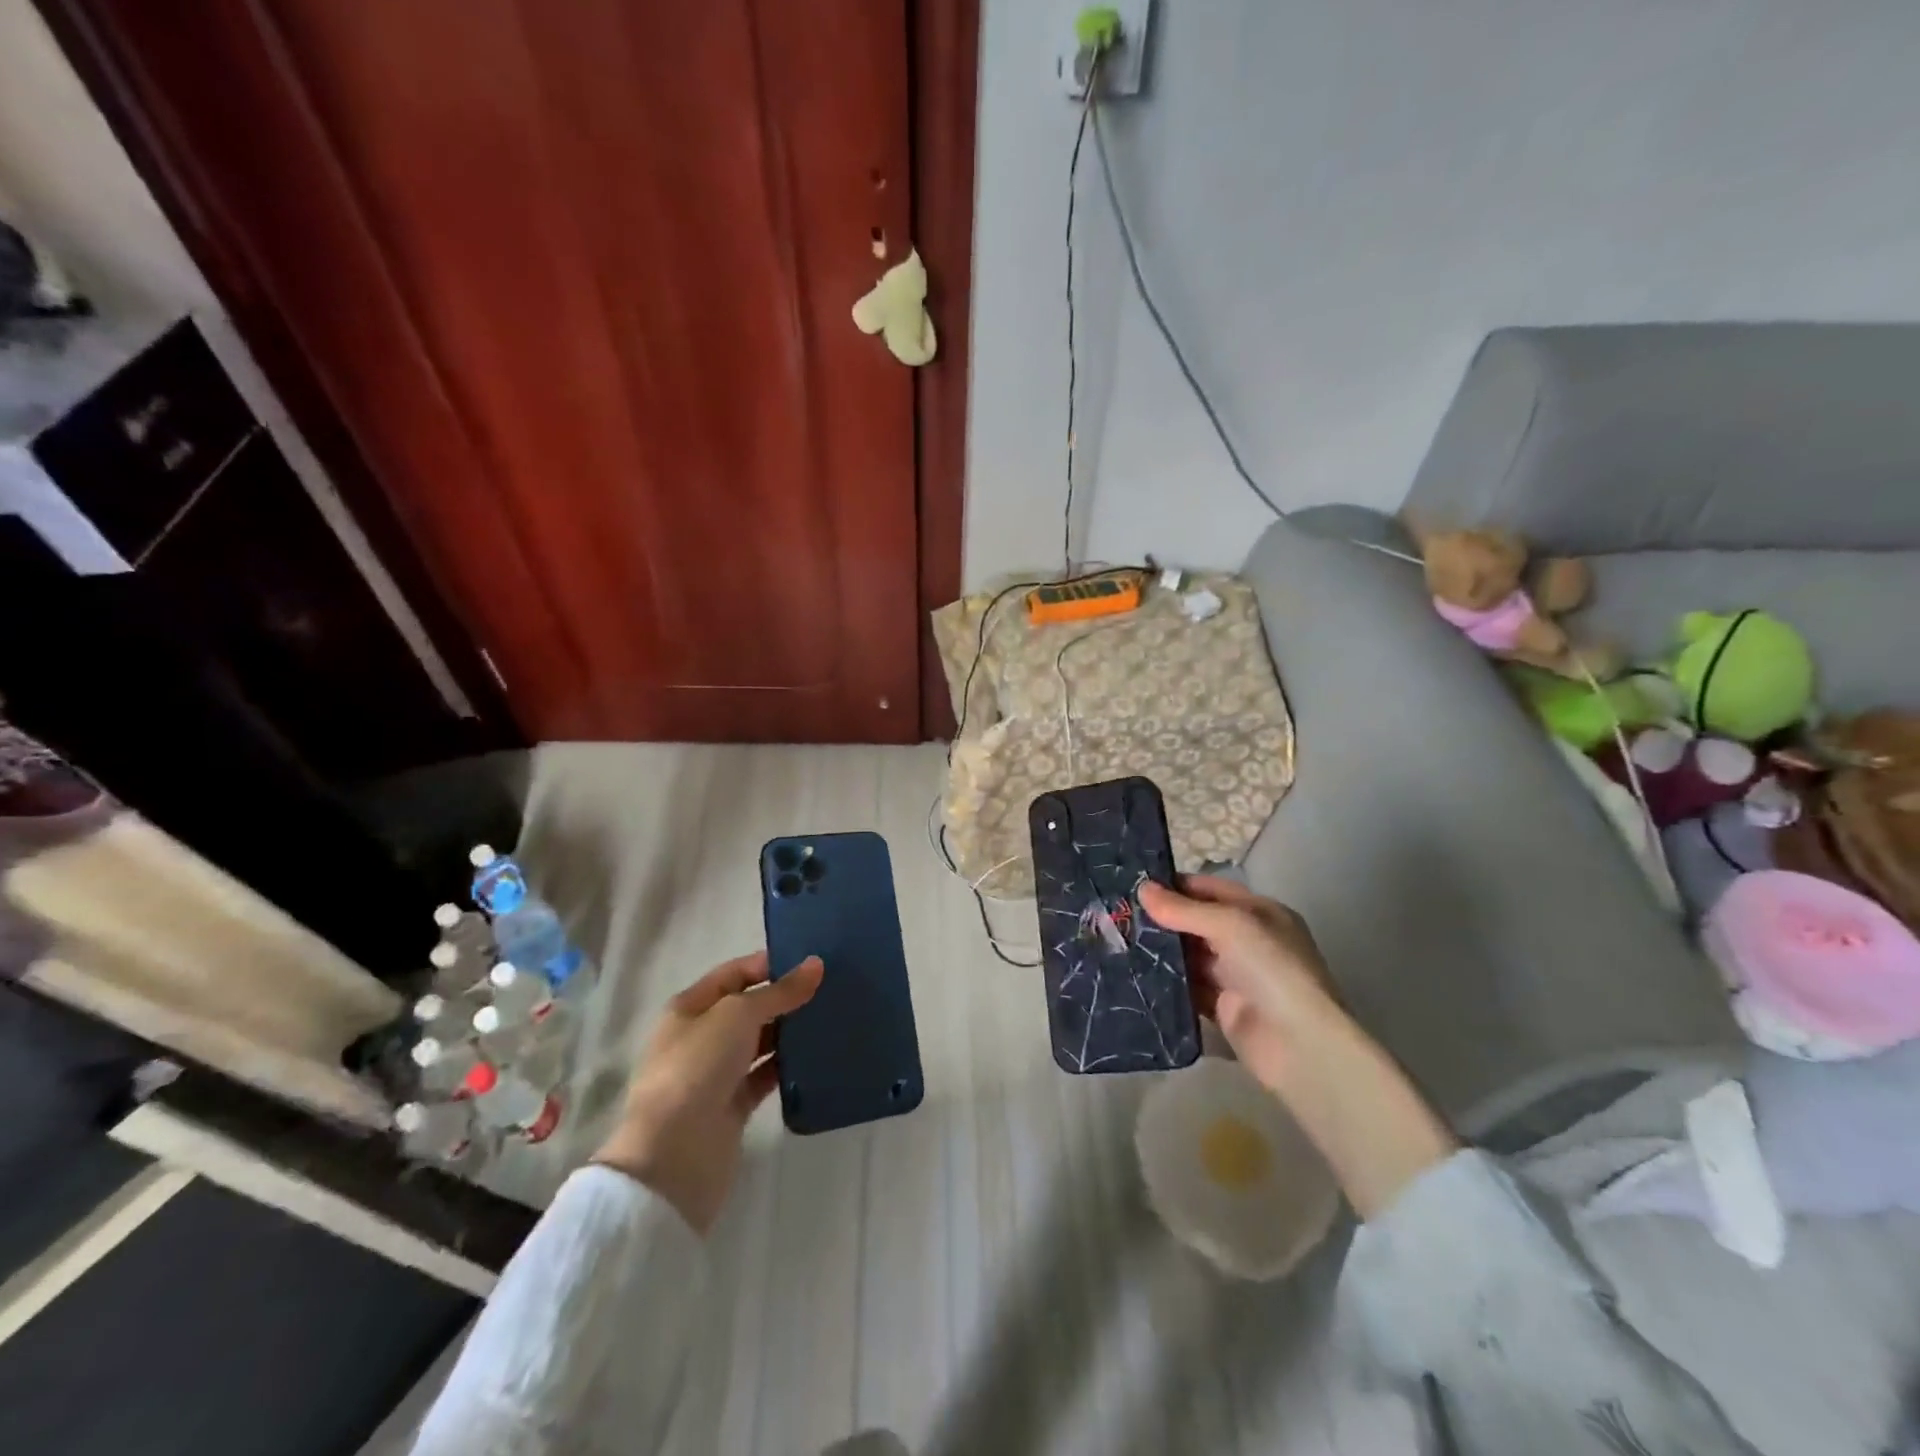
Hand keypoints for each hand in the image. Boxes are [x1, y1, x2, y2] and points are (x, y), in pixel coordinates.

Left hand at [593, 951, 823, 1234]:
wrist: (673, 1157)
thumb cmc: (696, 1069)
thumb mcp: (738, 1015)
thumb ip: (779, 992)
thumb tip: (816, 965)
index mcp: (689, 1008)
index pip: (733, 973)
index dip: (768, 964)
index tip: (811, 961)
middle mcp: (701, 1037)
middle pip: (748, 1008)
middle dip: (784, 997)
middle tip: (831, 988)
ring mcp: (716, 1074)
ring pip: (759, 1043)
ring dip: (789, 1032)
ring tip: (832, 1018)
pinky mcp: (733, 1107)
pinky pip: (766, 1077)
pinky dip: (788, 1067)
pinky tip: (818, 1057)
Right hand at [1138, 874, 1339, 1093]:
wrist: (1299, 1045)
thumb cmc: (1271, 969)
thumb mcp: (1230, 925)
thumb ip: (1184, 909)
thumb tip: (1142, 889)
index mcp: (1260, 913)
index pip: (1211, 890)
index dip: (1176, 886)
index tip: (1135, 885)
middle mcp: (1249, 941)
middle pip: (1198, 922)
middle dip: (1163, 918)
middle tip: (1120, 913)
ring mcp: (1236, 976)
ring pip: (1190, 955)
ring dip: (1161, 950)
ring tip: (1118, 940)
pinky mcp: (1222, 1008)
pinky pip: (1188, 988)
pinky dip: (1166, 982)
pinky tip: (1135, 973)